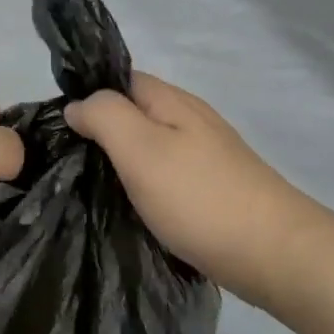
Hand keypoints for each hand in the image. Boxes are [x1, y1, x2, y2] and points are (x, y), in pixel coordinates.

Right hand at [65, 73, 333, 304]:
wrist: (275, 254)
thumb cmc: (199, 198)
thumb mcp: (140, 148)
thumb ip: (104, 116)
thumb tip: (77, 105)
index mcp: (172, 102)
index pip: (119, 79)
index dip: (88, 95)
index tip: (57, 127)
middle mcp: (191, 120)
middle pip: (135, 113)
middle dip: (101, 132)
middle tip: (67, 162)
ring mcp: (206, 155)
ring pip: (150, 146)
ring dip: (122, 162)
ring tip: (90, 186)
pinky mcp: (213, 189)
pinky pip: (166, 175)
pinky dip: (144, 185)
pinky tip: (131, 207)